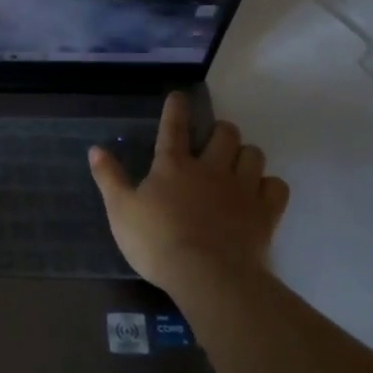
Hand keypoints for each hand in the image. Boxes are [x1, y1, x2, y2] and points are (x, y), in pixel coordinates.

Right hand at [88, 92, 289, 298]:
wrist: (207, 276)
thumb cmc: (157, 242)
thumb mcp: (120, 211)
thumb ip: (109, 178)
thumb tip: (95, 148)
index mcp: (172, 166)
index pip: (173, 128)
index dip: (175, 109)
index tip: (180, 96)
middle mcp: (210, 169)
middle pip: (225, 134)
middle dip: (221, 131)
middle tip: (214, 140)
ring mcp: (242, 189)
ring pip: (253, 154)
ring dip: (246, 154)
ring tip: (238, 165)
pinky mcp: (265, 212)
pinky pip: (277, 186)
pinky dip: (269, 185)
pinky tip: (261, 193)